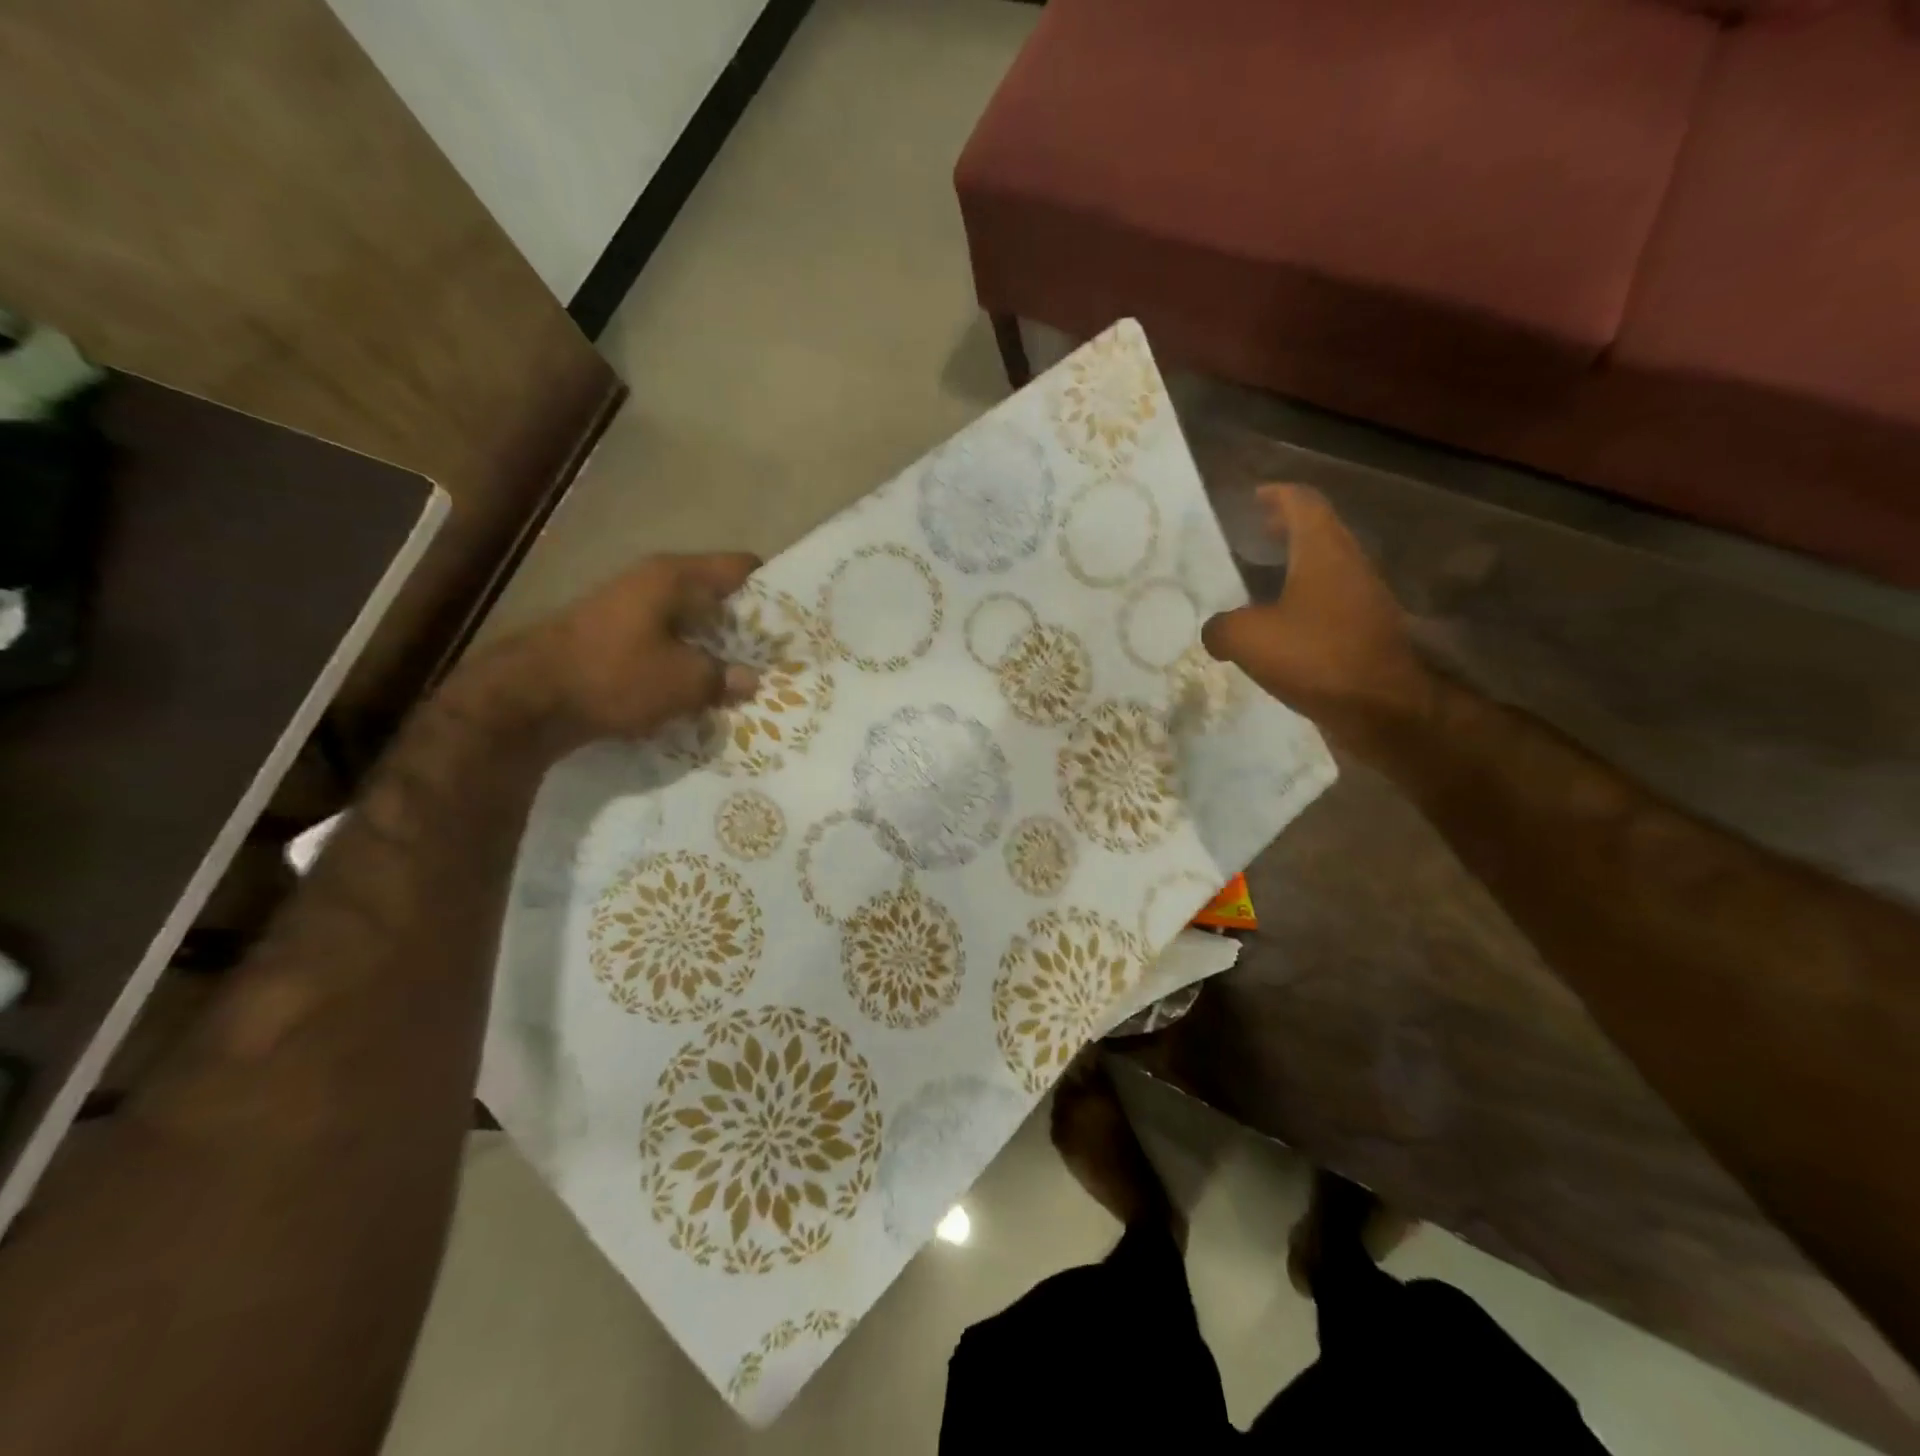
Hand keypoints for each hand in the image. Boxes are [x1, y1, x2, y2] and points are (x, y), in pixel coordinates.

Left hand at [467, 552, 762, 752]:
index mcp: (675, 576)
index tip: (797, 617)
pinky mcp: (615, 637)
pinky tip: (705, 688)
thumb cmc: (615, 676)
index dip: (772, 588)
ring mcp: (630, 608)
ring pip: (691, 623)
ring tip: (748, 676)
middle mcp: (653, 582)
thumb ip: (724, 678)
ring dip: (717, 647)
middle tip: (778, 655)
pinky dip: (688, 660)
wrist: (528, 699)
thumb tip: (750, 679)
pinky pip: (667, 642)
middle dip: (747, 626)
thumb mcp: (683, 682)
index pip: (741, 567)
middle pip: (717, 596)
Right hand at [1201, 485, 1432, 759]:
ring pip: (1328, 567)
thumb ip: (1221, 627)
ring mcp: (1364, 598)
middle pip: (1320, 531)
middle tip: (1258, 533)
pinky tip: (1283, 626)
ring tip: (1265, 581)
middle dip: (1288, 527)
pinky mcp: (1367, 630)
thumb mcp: (1247, 639)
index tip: (1255, 497)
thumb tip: (1216, 631)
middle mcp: (1349, 565)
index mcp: (1322, 552)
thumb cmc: (1316, 657)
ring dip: (1299, 565)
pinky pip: (1332, 601)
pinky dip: (1306, 599)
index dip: (1277, 495)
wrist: (1382, 707)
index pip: (1303, 503)